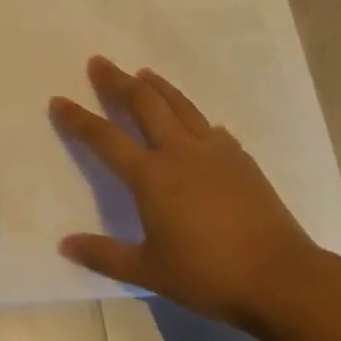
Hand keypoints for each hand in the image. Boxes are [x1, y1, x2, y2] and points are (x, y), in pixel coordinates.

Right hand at [51, 56, 319, 330]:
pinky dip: (194, 116)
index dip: (78, 119)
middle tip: (100, 62)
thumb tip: (64, 245)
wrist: (281, 278)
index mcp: (151, 176)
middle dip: (117, 81)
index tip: (59, 100)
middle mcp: (179, 152)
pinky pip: (209, 127)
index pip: (105, 138)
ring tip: (143, 72)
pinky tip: (196, 121)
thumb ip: (104, 255)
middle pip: (143, 103)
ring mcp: (214, 151)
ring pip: (179, 105)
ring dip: (157, 86)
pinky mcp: (241, 159)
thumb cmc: (209, 275)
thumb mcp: (149, 272)